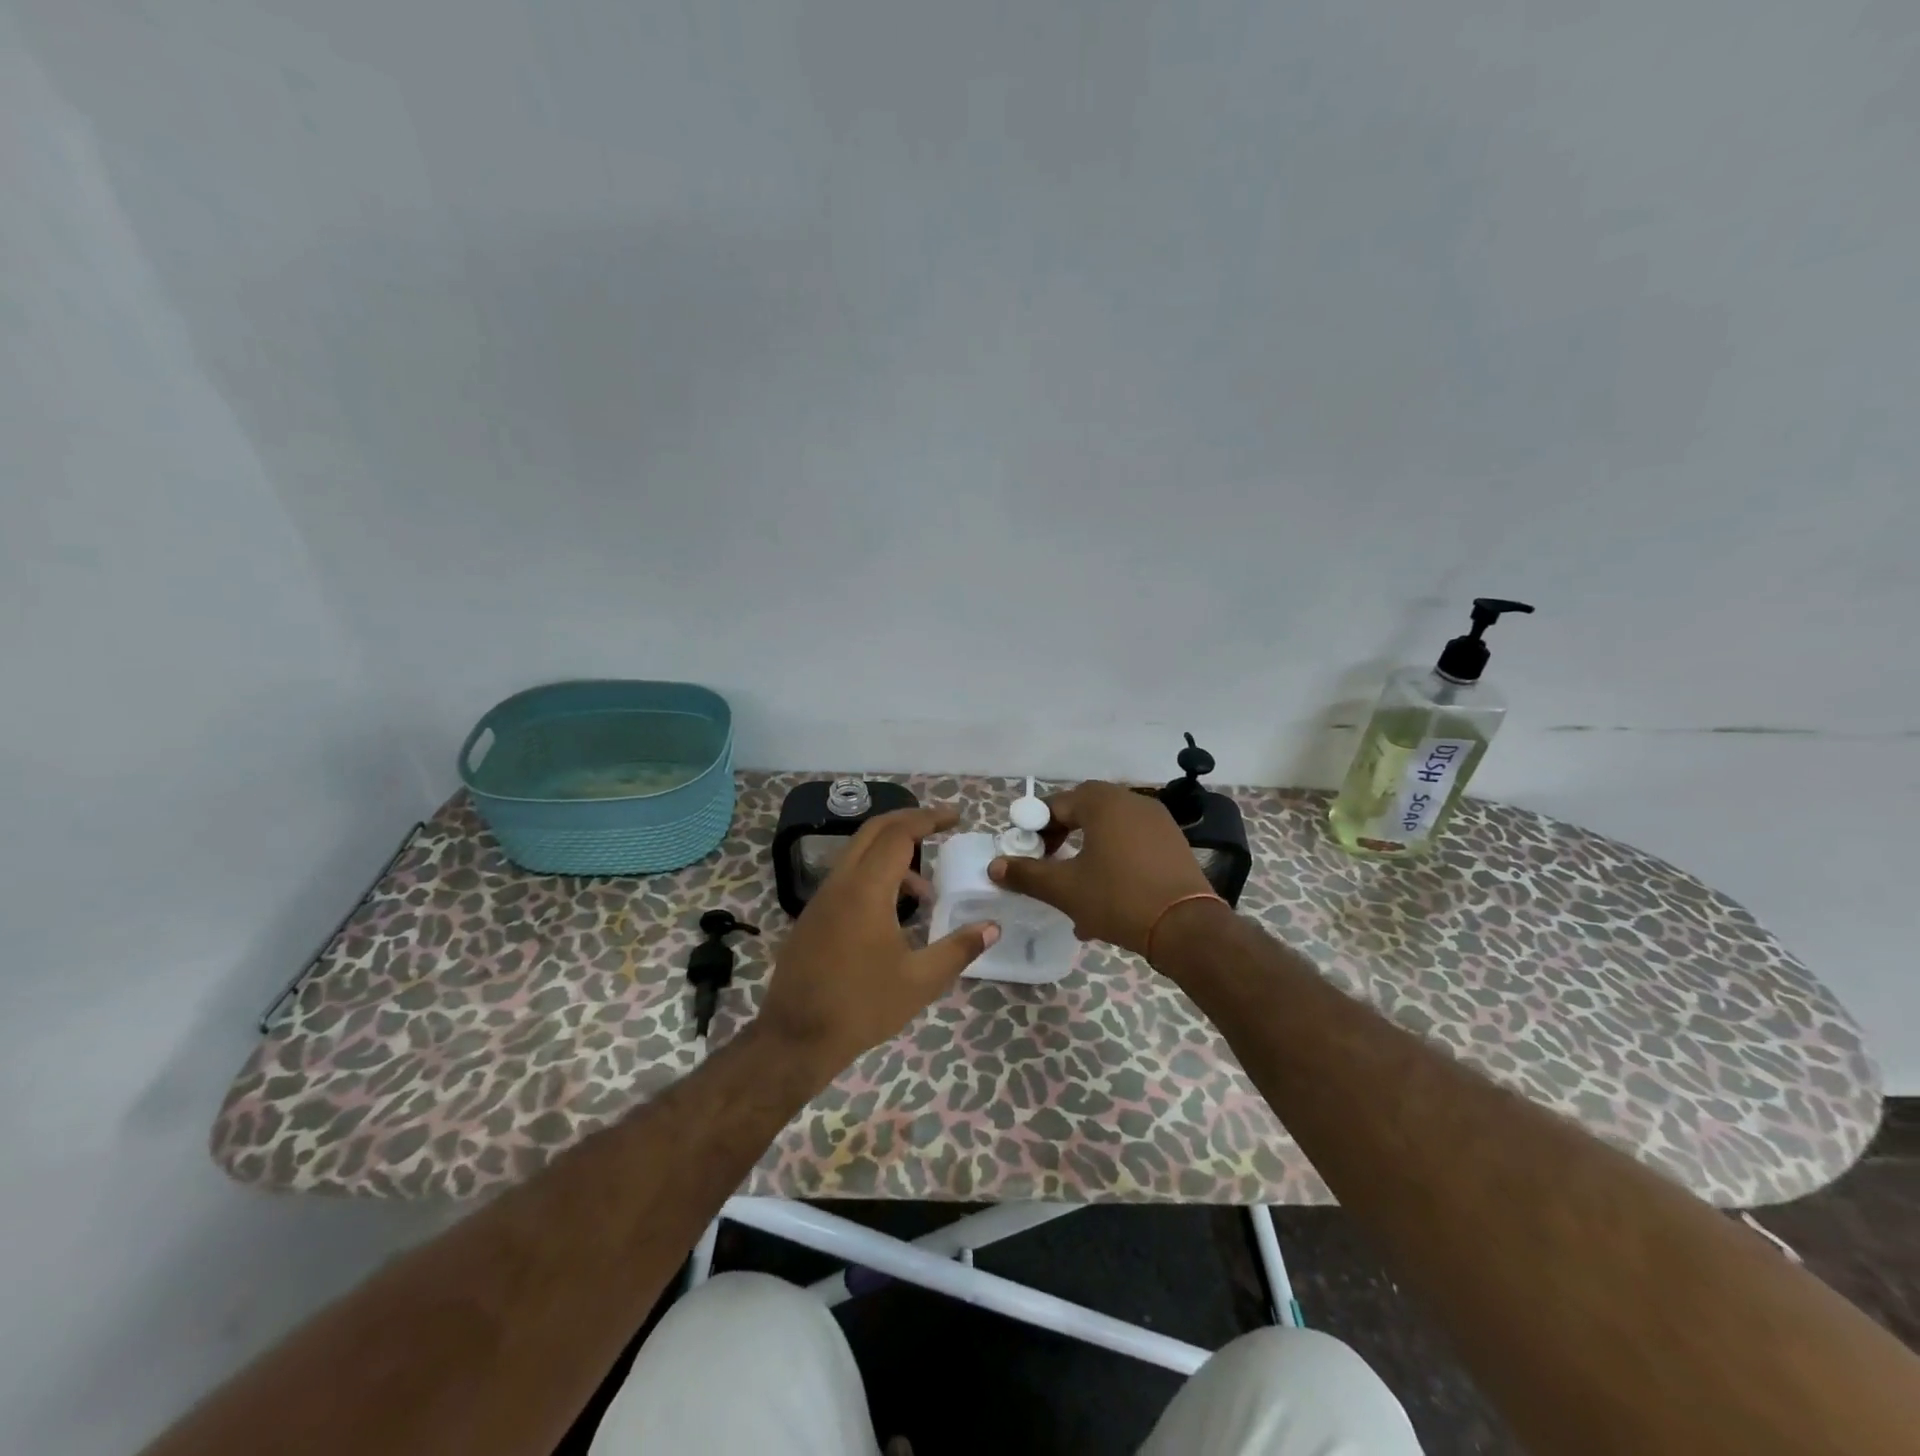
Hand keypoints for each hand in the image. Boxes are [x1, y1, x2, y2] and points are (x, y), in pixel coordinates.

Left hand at [756, 807, 998, 1078]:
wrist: (796, 1038)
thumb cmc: (862, 1007)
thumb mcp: (920, 981)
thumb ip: (958, 948)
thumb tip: (992, 927)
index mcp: (866, 890)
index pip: (899, 834)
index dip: (929, 819)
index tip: (956, 818)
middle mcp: (840, 883)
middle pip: (874, 831)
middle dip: (909, 822)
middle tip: (941, 828)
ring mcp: (821, 899)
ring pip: (858, 854)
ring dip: (893, 856)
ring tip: (926, 894)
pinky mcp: (813, 916)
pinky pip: (847, 877)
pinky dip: (875, 876)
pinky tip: (894, 914)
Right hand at [989, 781, 1216, 956]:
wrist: (1187, 928)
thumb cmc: (1119, 899)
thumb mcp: (1065, 889)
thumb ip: (1027, 874)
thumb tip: (994, 866)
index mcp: (1103, 802)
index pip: (1057, 804)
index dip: (1035, 827)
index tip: (1027, 854)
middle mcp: (1132, 801)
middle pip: (1085, 811)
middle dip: (1062, 837)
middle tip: (1048, 863)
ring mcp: (1157, 821)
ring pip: (1108, 830)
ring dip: (1087, 852)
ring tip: (1075, 888)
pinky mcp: (1173, 843)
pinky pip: (1132, 843)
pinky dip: (1113, 860)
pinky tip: (1107, 897)